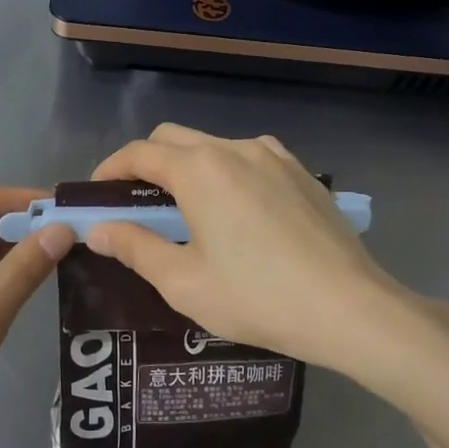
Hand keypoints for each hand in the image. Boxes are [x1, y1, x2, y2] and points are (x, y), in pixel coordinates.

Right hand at [88, 126, 448, 380]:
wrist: (351, 309)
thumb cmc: (258, 297)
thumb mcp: (184, 282)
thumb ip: (136, 248)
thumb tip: (99, 230)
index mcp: (200, 169)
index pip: (139, 152)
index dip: (110, 170)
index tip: (96, 195)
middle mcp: (235, 148)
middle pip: (174, 139)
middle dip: (146, 163)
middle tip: (137, 205)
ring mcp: (275, 157)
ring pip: (214, 146)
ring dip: (188, 167)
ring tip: (188, 211)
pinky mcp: (303, 174)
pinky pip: (250, 159)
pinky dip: (227, 173)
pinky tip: (236, 212)